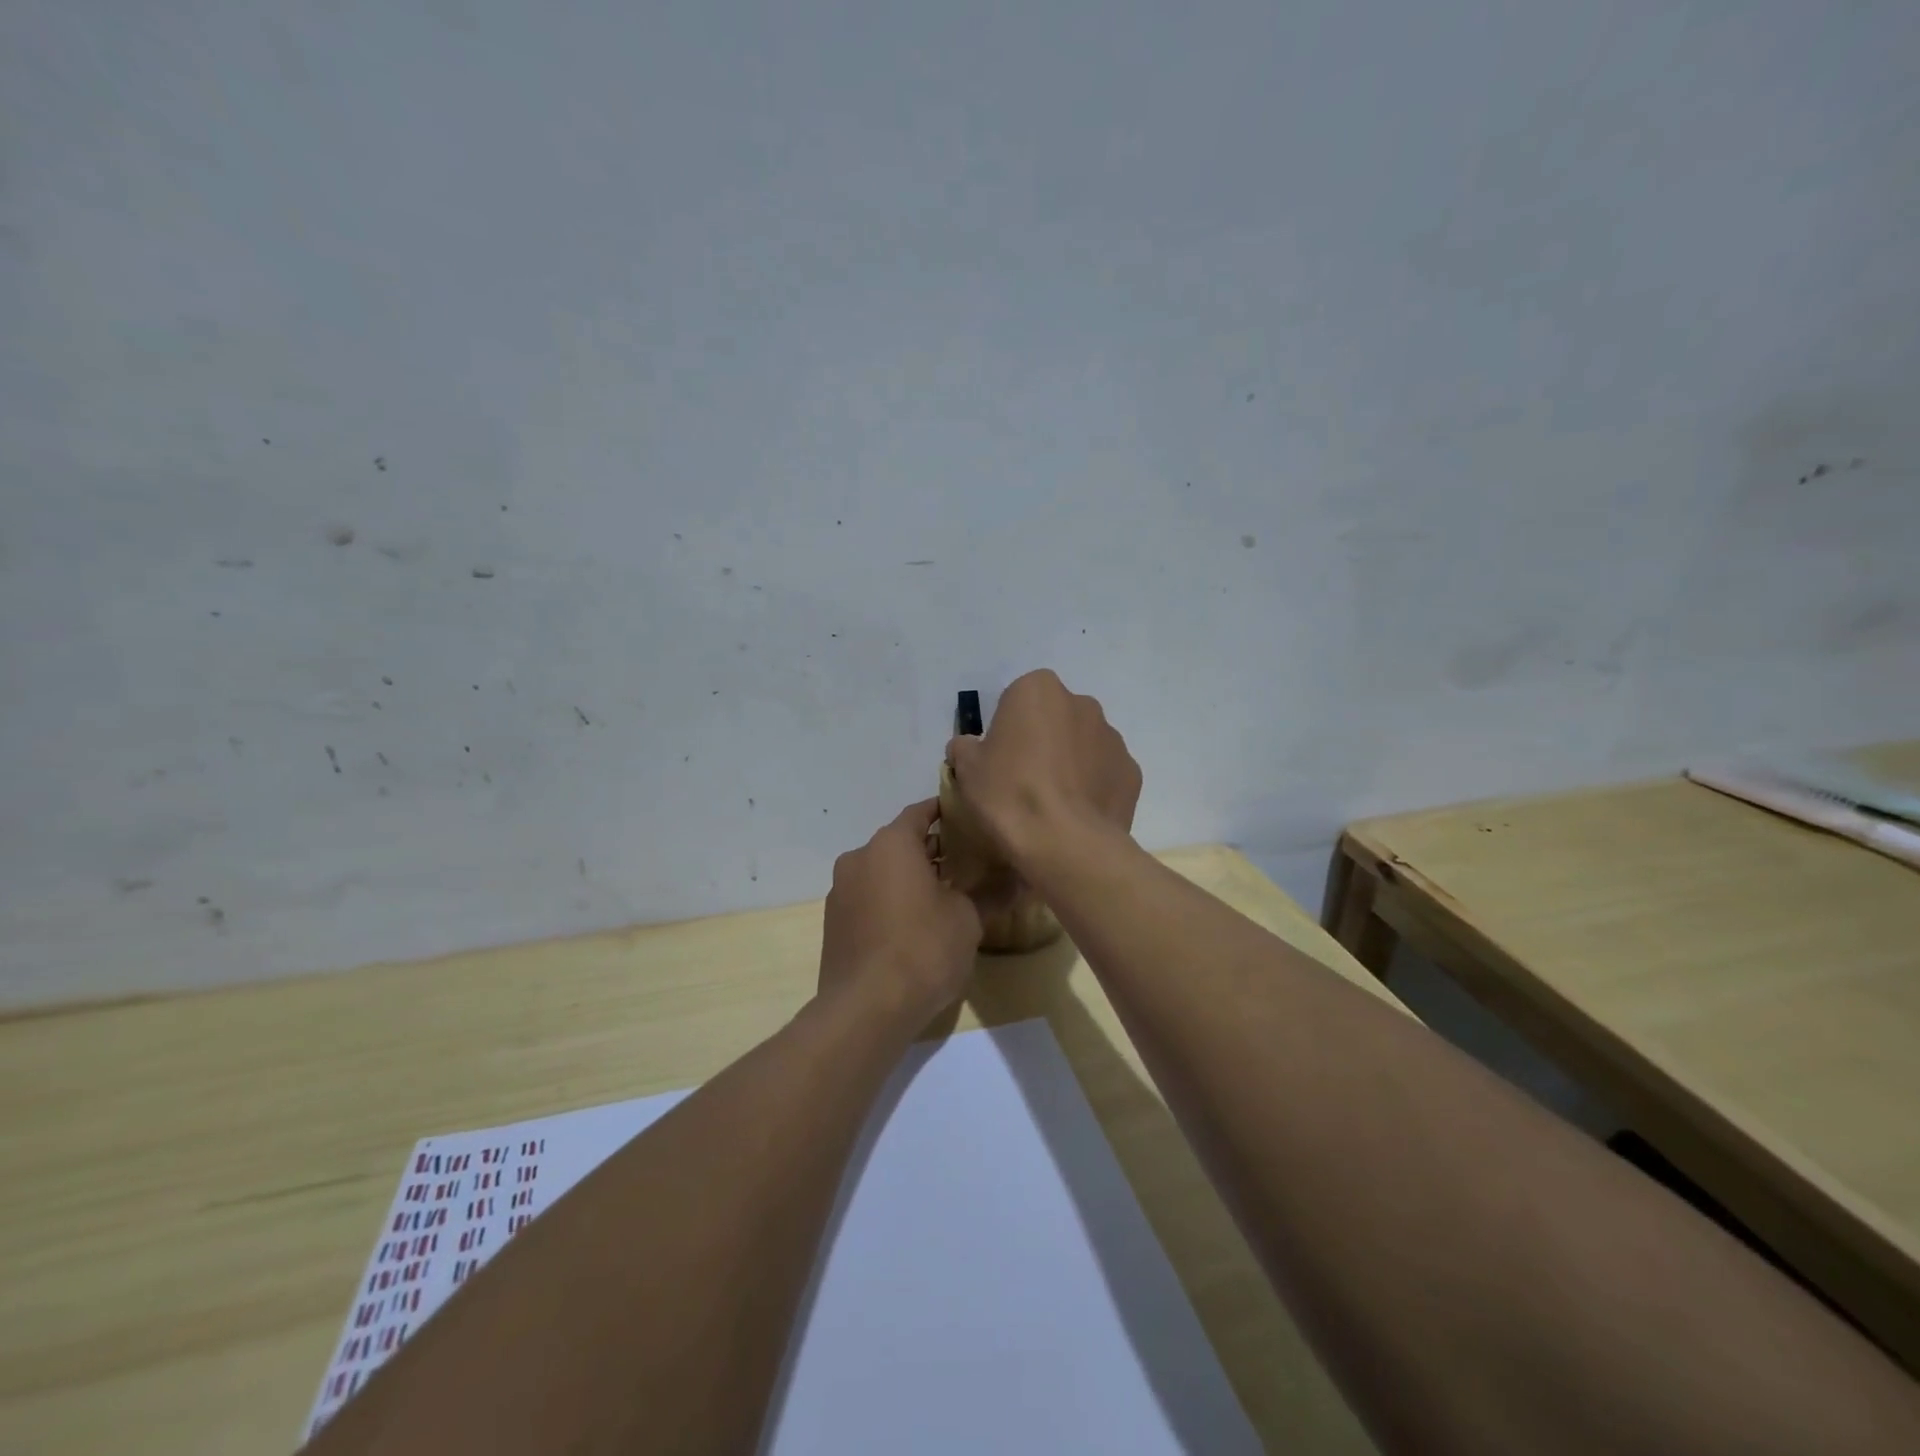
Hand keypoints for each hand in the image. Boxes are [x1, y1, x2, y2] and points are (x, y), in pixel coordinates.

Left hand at [819, 799, 982, 1025]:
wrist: (865, 1010)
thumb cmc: (923, 949)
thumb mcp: (967, 919)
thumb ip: (992, 892)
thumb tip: (1022, 878)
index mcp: (890, 844)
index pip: (921, 812)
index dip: (947, 812)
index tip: (971, 820)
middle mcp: (859, 857)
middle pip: (900, 842)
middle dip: (933, 850)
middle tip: (968, 863)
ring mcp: (841, 891)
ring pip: (882, 871)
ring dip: (910, 877)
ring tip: (946, 896)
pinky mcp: (834, 922)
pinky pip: (869, 897)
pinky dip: (891, 900)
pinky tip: (915, 925)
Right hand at [945, 670, 1140, 867]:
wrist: (1065, 844)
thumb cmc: (1009, 794)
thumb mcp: (967, 769)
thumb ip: (964, 748)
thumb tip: (968, 748)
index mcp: (1038, 690)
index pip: (1017, 700)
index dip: (1006, 729)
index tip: (999, 759)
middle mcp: (1081, 703)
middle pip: (1055, 718)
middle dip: (1042, 740)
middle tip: (1024, 780)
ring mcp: (1112, 738)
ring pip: (1083, 744)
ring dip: (1070, 763)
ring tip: (1052, 803)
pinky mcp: (1132, 772)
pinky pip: (1105, 773)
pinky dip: (1092, 787)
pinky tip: (1076, 815)